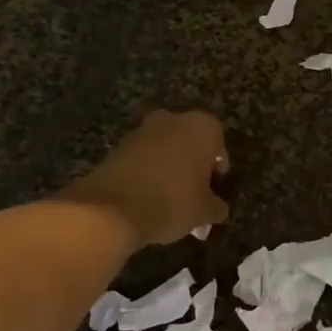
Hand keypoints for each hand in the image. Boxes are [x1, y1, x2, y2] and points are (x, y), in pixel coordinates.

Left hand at [68, 111, 229, 246]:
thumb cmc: (173, 201)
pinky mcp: (117, 147)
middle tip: (194, 192)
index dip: (218, 168)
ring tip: (170, 199)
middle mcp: (172, 120)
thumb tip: (218, 209)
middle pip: (189, 142)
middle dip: (192, 164)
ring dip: (168, 168)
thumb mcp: (204, 211)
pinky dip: (147, 173)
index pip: (218, 143)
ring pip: (164, 149)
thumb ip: (216, 206)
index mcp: (201, 127)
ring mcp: (141, 131)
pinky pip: (142, 158)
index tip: (215, 189)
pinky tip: (148, 198)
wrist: (113, 209)